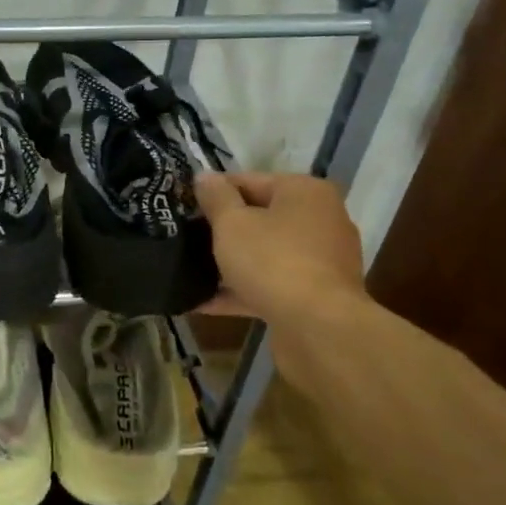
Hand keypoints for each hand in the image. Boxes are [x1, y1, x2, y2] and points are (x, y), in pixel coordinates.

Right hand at [194, 172, 367, 324]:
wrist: (319, 328)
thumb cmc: (273, 261)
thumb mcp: (232, 224)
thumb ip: (216, 198)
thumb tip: (204, 176)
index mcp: (305, 192)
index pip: (249, 180)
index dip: (214, 192)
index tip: (184, 206)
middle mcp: (320, 220)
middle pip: (260, 217)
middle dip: (223, 229)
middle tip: (186, 238)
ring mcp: (321, 261)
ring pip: (265, 254)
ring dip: (231, 263)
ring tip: (190, 271)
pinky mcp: (316, 295)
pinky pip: (272, 284)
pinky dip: (243, 290)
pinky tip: (204, 303)